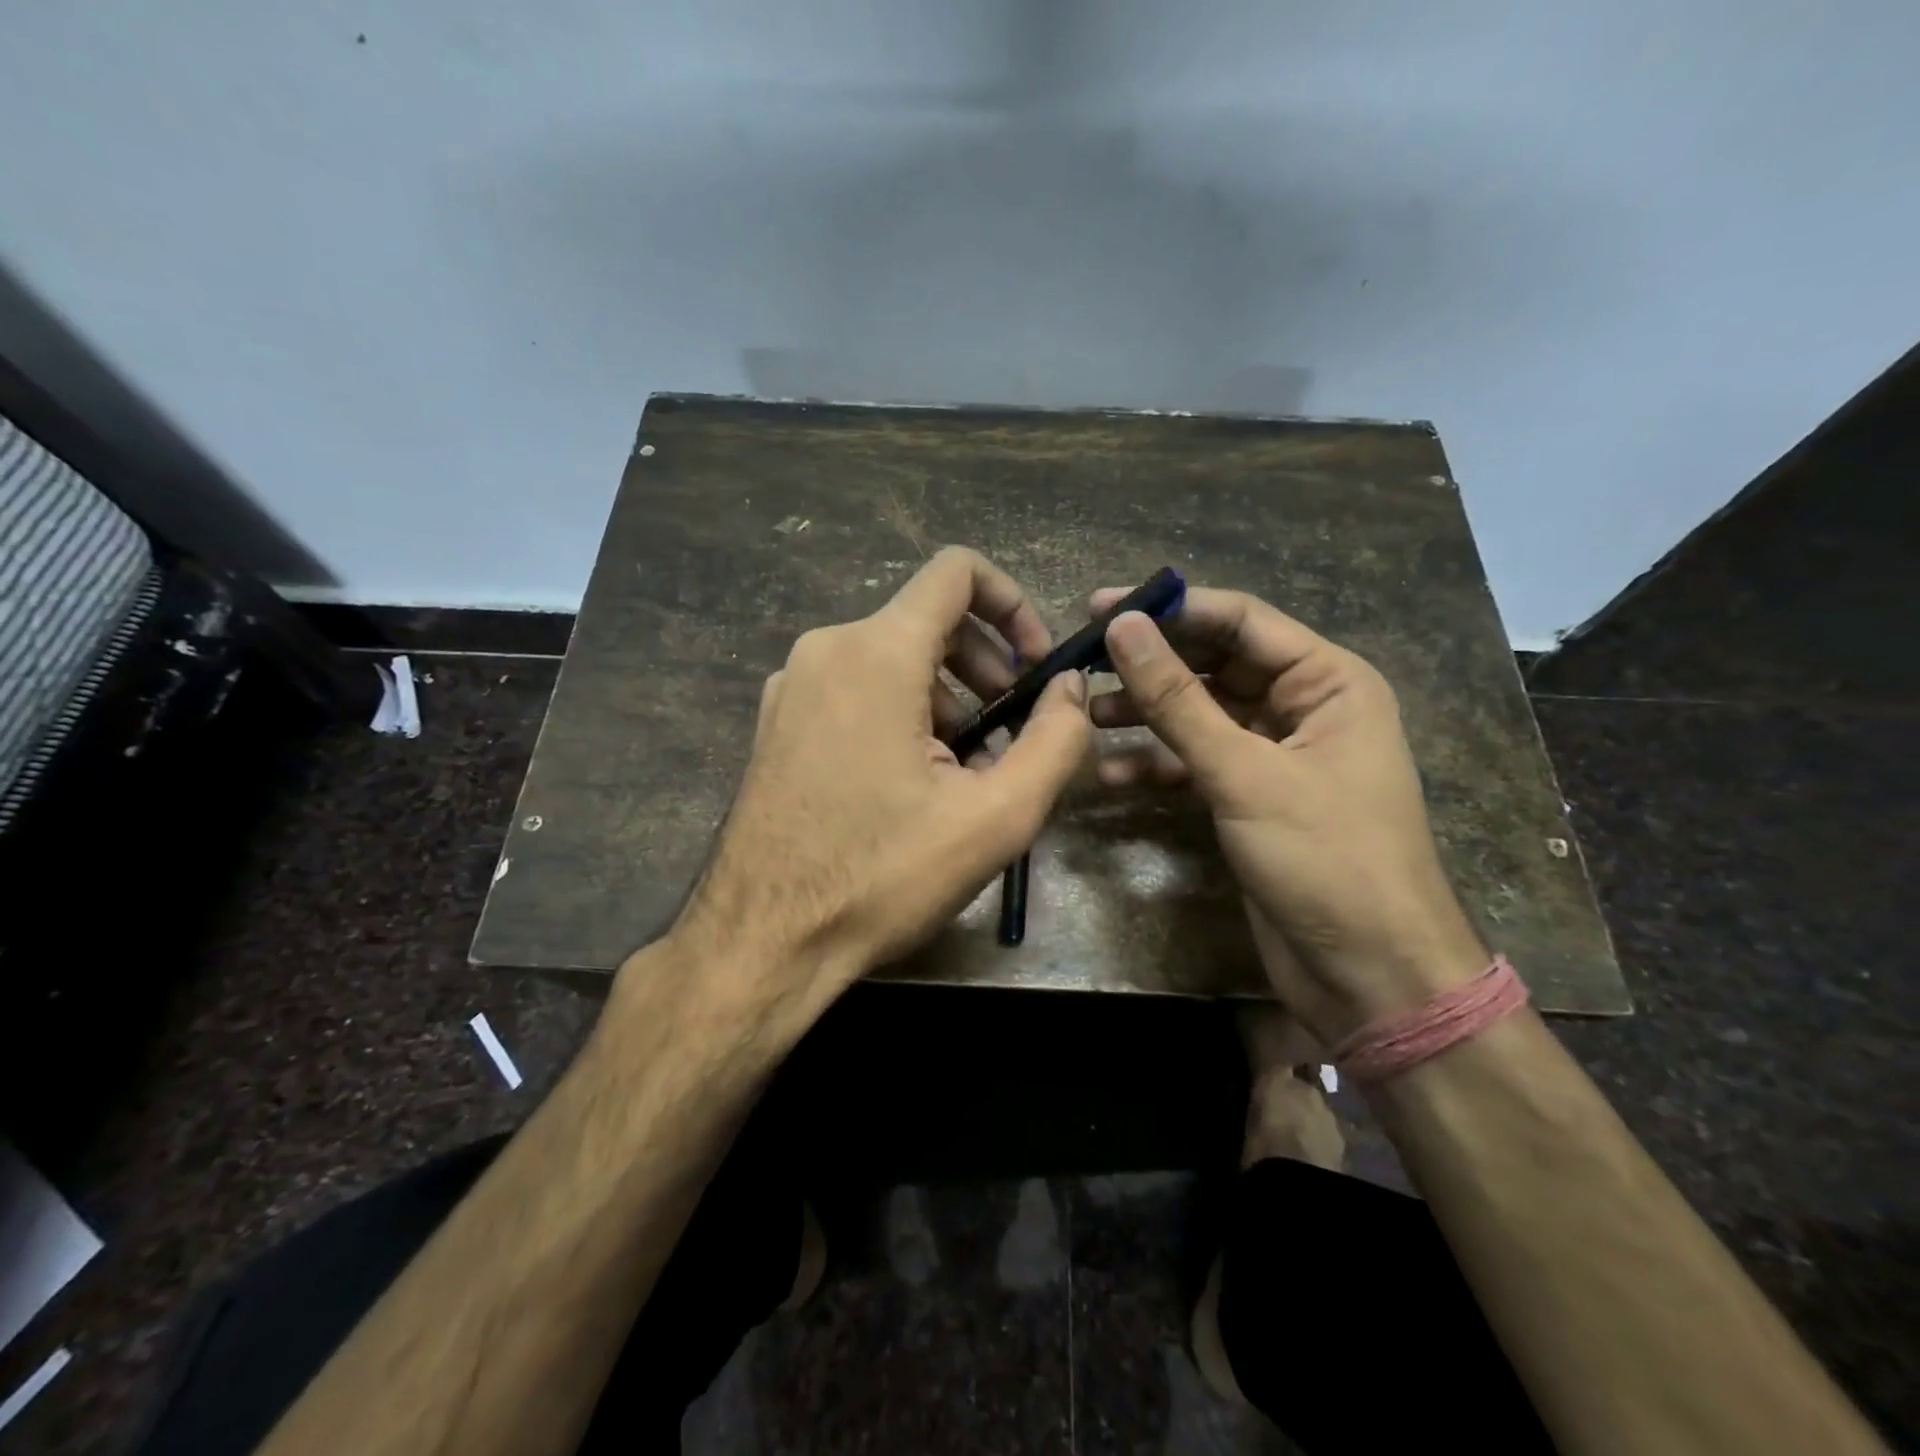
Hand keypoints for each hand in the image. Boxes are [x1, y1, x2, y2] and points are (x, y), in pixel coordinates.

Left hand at [660, 548, 1090, 1032]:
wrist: (763, 940)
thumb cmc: (881, 877)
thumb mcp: (995, 818)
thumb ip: (1054, 741)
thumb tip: (1070, 688)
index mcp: (877, 653)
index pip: (956, 572)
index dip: (1011, 603)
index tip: (1033, 666)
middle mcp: (826, 650)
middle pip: (927, 620)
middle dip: (984, 664)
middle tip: (1010, 732)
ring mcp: (791, 686)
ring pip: (891, 658)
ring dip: (945, 696)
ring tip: (966, 768)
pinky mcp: (776, 723)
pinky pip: (853, 689)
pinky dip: (899, 713)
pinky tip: (912, 781)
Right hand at [1091, 588, 1486, 1043]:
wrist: (1370, 975)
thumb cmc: (1325, 859)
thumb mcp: (1244, 773)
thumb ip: (1178, 700)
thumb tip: (1123, 627)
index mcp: (1327, 681)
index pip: (1239, 621)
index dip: (1170, 609)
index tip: (1099, 607)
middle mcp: (1303, 707)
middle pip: (1214, 665)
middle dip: (1151, 666)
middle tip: (1081, 661)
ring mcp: (1274, 754)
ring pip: (1199, 715)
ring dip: (1145, 716)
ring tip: (1086, 717)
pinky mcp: (1251, 797)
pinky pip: (1197, 763)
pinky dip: (1157, 766)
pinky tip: (1110, 777)